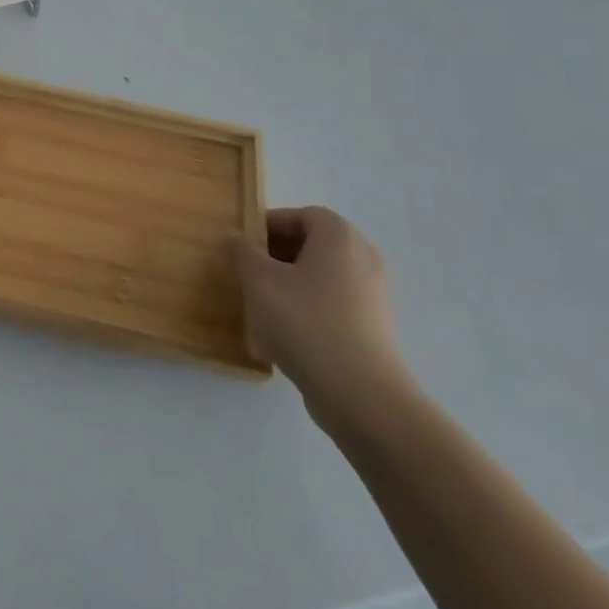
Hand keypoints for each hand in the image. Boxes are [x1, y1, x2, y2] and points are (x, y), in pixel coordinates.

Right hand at [229, 207, 410, 423]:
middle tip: (248, 273)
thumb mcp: (258, 280)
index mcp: (339, 237)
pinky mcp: (374, 328)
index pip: (301, 216)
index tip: (243, 246)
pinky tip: (284, 336)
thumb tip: (234, 237)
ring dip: (289, 284)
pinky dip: (308, 309)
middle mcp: (363, 258)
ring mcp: (373, 296)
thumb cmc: (304, 321)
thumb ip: (241, 251)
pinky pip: (333, 305)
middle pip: (313, 245)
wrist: (360, 393)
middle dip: (276, 255)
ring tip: (261, 306)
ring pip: (321, 277)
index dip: (268, 225)